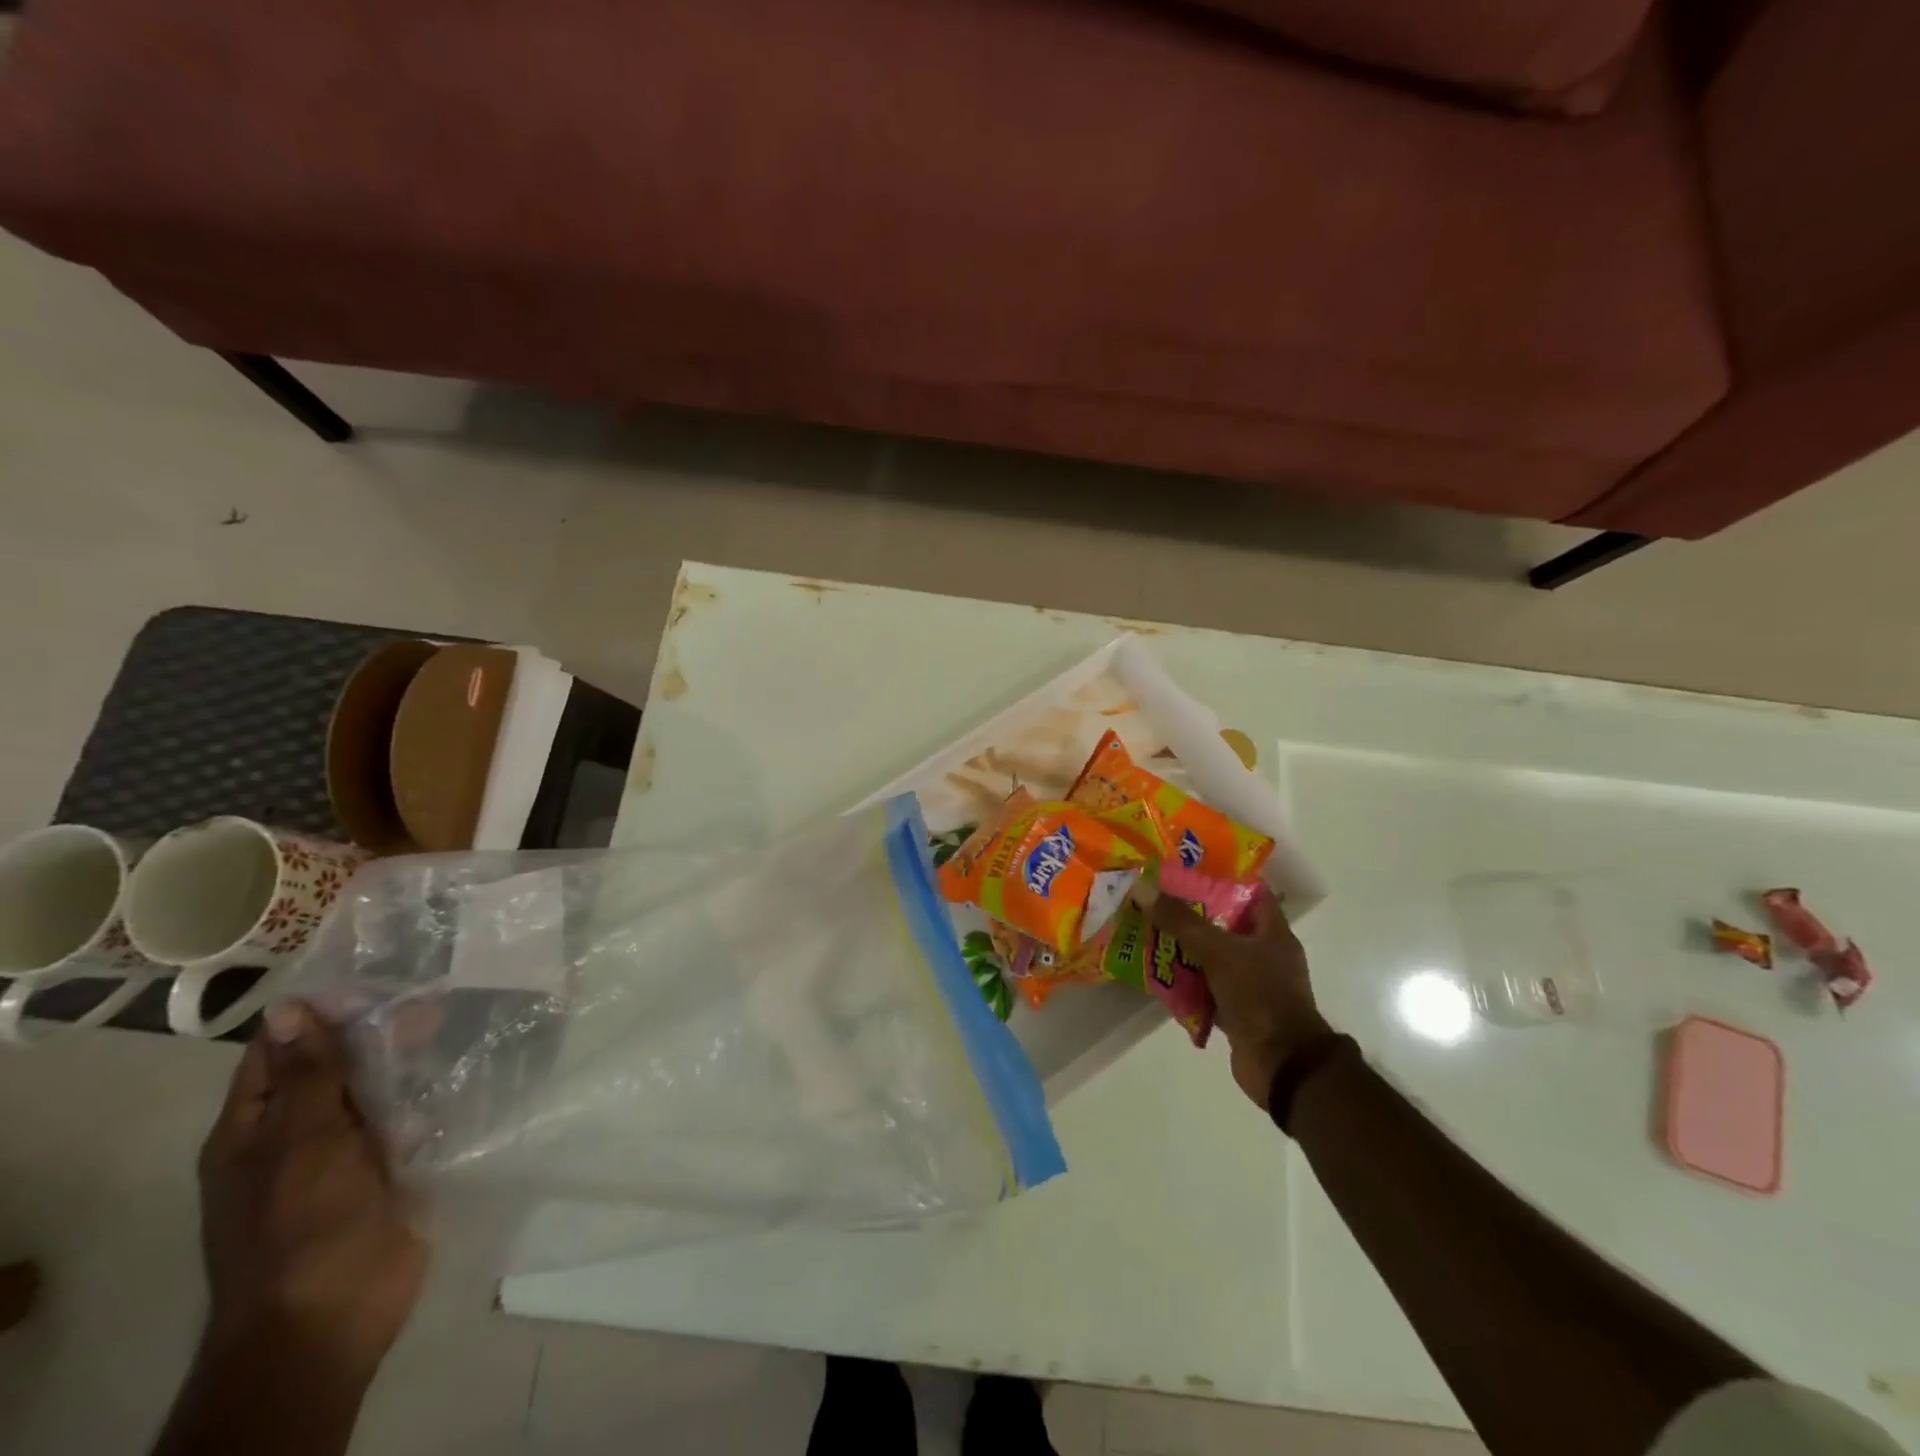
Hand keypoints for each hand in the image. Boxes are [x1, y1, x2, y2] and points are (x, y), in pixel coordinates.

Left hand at [197, 1002, 427, 1376]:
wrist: (333, 1316)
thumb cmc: (302, 1225)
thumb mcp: (302, 1141)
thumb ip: (309, 1075)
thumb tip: (293, 1008)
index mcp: (257, 1129)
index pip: (281, 1053)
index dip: (320, 1014)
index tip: (374, 977)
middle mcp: (301, 1135)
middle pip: (338, 1069)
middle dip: (379, 1034)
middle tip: (435, 995)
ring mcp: (349, 1156)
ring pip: (380, 1092)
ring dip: (411, 1062)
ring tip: (458, 1021)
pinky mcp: (392, 1171)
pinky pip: (413, 1121)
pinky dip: (435, 1097)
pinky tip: (469, 1069)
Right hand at [1148, 889, 1332, 1106]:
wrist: (1282, 1065)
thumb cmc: (1259, 996)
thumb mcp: (1219, 951)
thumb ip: (1181, 921)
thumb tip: (1142, 887)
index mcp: (1272, 932)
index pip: (1250, 890)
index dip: (1220, 876)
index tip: (1184, 866)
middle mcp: (1263, 954)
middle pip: (1222, 923)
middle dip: (1188, 912)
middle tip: (1153, 897)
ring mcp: (1249, 984)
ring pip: (1210, 956)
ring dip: (1181, 947)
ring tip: (1145, 929)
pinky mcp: (1234, 1010)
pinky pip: (1203, 986)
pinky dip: (1183, 981)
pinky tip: (1154, 972)